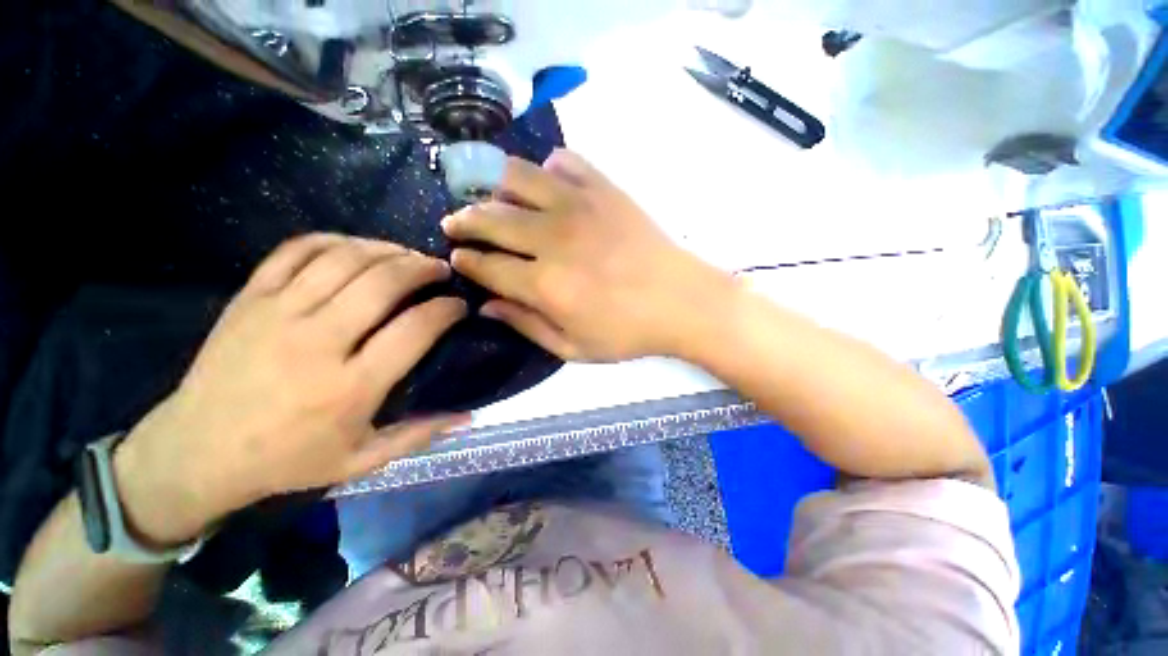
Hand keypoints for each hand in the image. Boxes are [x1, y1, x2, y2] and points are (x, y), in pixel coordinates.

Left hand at [113, 234, 467, 544]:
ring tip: (408, 255)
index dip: (446, 309)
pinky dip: (335, 241)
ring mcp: (278, 313)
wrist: (196, 451)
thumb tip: (469, 415)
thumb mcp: (360, 461)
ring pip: (345, 259)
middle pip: (383, 283)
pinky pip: (297, 250)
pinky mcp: (250, 297)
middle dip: (423, 269)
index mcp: (350, 386)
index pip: (415, 329)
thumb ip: (418, 435)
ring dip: (387, 250)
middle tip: (441, 270)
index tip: (460, 305)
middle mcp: (317, 342)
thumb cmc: (287, 460)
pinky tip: (357, 247)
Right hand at [443, 149, 729, 361]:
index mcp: (545, 284)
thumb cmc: (628, 332)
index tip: (457, 258)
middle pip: (491, 217)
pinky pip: (564, 162)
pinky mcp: (604, 189)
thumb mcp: (574, 348)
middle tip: (456, 224)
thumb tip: (486, 306)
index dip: (465, 261)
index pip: (486, 265)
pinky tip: (547, 184)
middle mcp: (553, 238)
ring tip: (492, 198)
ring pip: (517, 177)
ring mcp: (579, 206)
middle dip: (464, 220)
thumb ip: (526, 326)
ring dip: (494, 186)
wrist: (682, 301)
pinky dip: (546, 169)